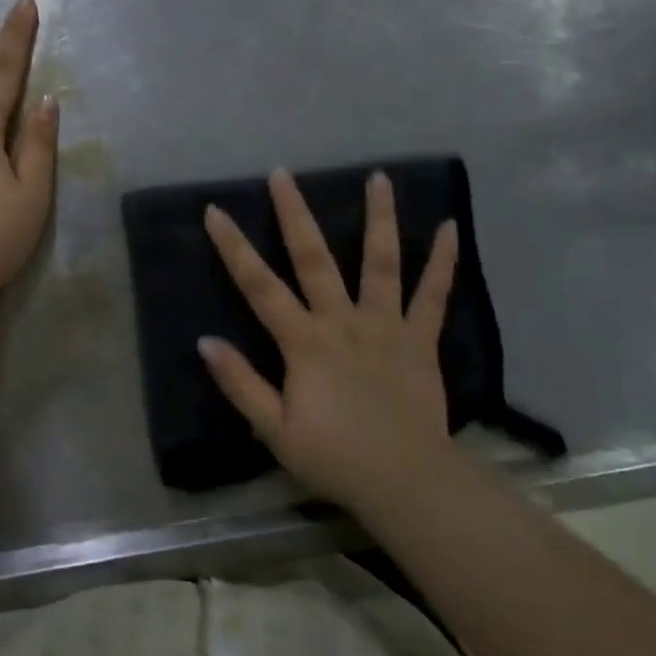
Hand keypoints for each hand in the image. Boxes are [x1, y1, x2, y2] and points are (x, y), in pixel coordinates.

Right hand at [199, 169, 459, 515]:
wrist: (406, 482)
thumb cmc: (335, 458)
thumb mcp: (274, 429)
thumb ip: (240, 383)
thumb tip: (205, 341)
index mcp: (305, 343)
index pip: (260, 287)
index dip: (234, 248)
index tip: (215, 211)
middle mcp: (343, 322)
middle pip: (314, 259)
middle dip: (295, 214)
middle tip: (282, 173)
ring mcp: (386, 326)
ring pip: (380, 263)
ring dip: (379, 218)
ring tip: (378, 178)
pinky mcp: (419, 339)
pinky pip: (433, 295)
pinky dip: (443, 261)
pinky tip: (450, 228)